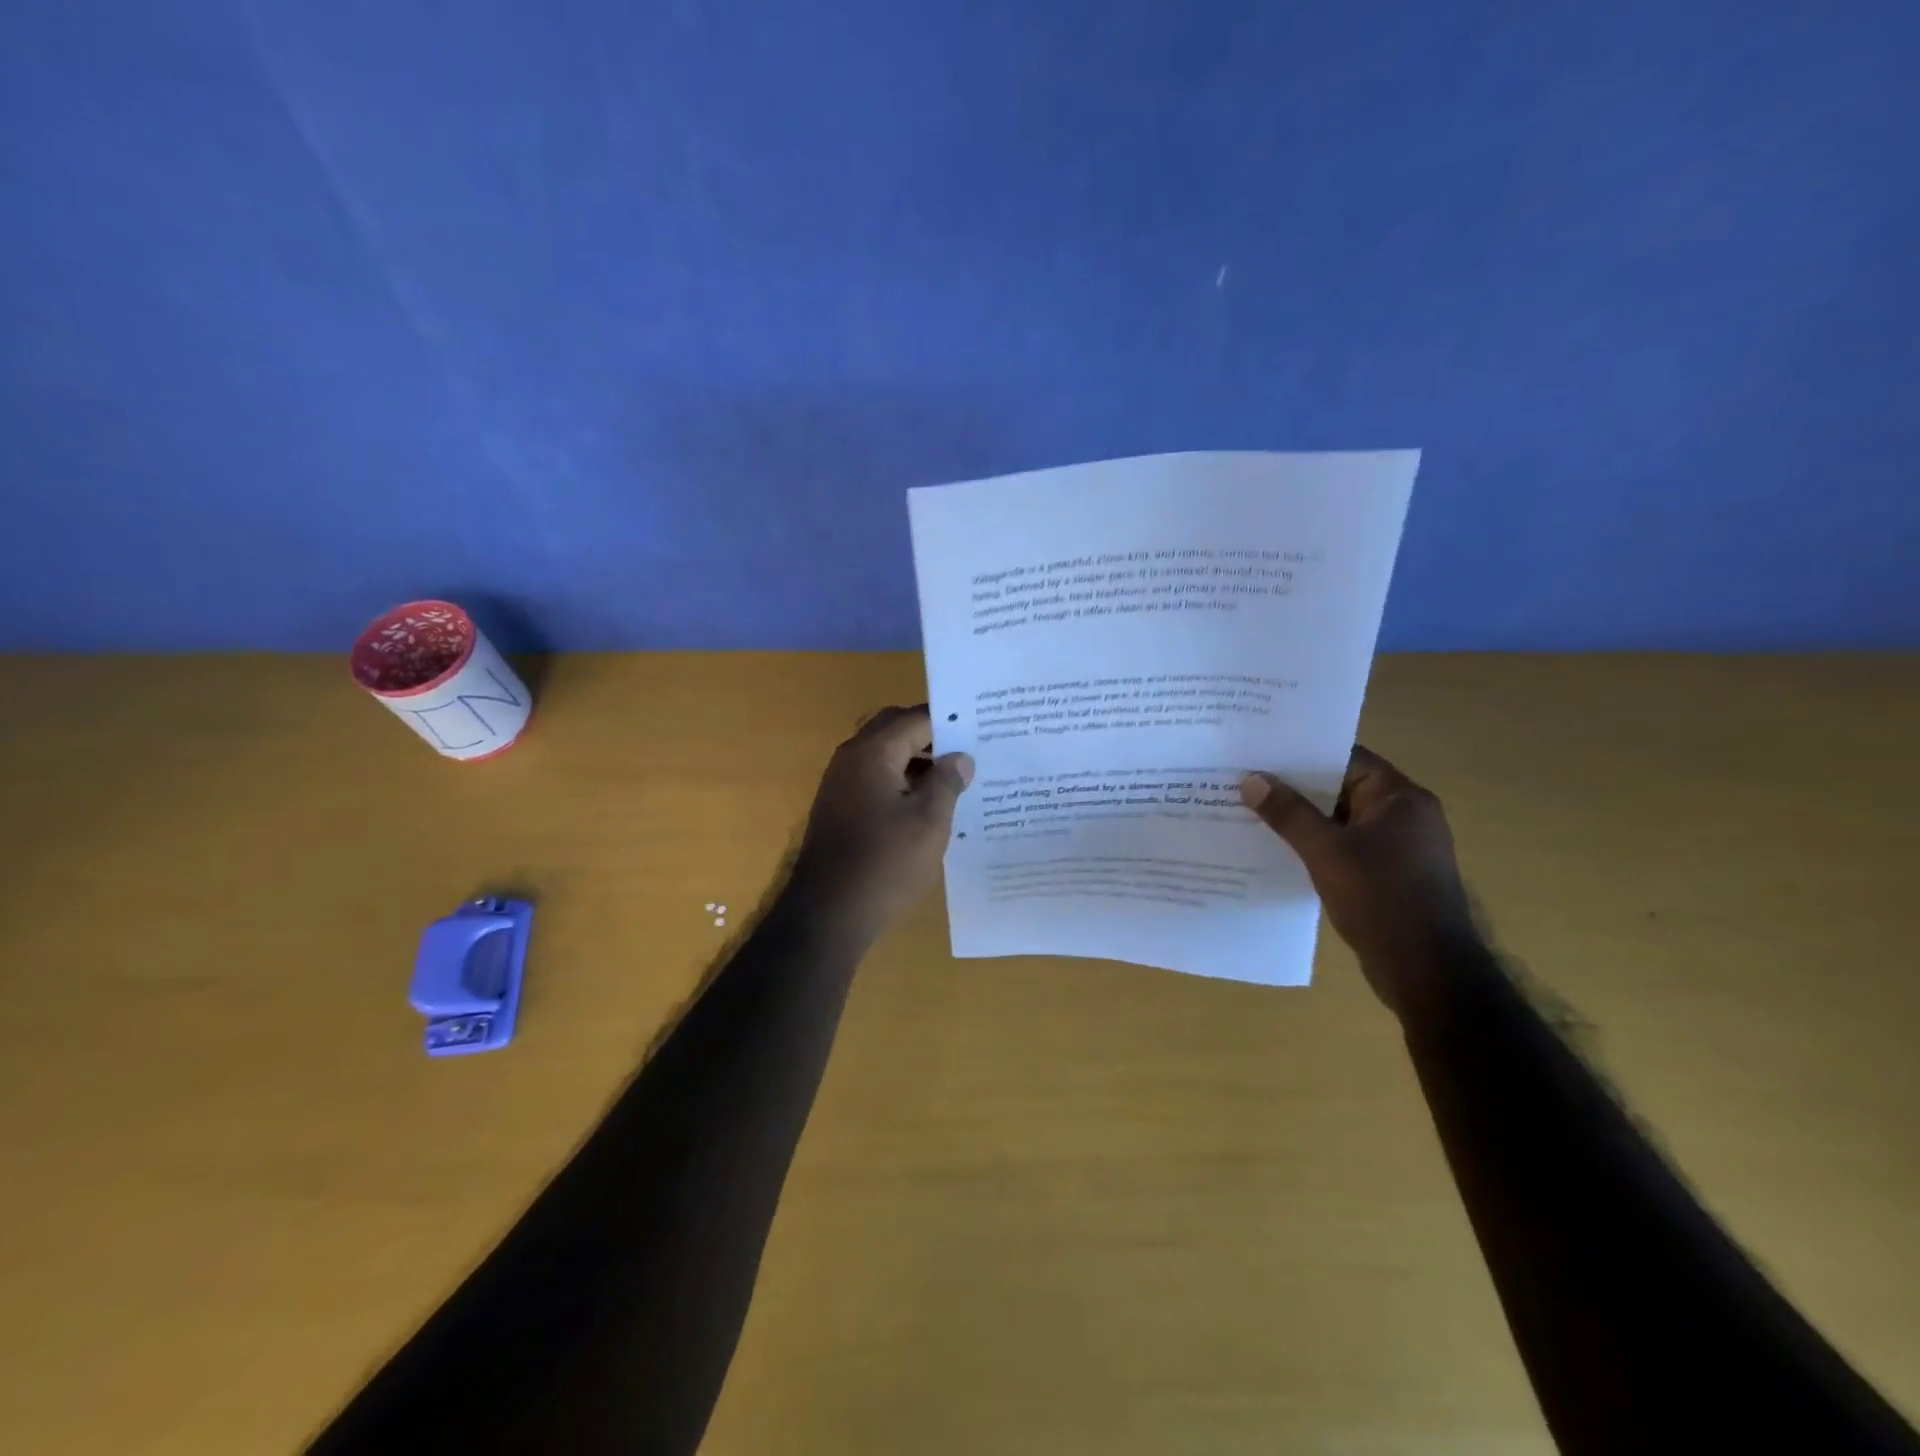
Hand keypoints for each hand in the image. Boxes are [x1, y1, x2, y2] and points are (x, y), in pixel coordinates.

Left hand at [788, 706, 972, 941]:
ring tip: (957, 779)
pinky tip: (928, 805)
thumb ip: (947, 783)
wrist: (826, 915)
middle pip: (895, 730)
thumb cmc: (884, 865)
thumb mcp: (928, 823)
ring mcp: (841, 784)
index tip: (983, 729)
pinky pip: (875, 779)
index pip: (916, 719)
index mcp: (872, 753)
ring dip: (917, 761)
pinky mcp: (840, 808)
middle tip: (970, 751)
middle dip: (932, 737)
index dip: (950, 722)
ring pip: (885, 755)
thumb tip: (960, 757)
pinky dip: (902, 782)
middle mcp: (851, 759)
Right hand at [1242, 747, 1480, 1019]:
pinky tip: (1278, 850)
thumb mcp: (1326, 851)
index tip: (1261, 753)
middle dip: (1295, 788)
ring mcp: (1398, 849)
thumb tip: (1252, 779)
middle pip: (1341, 788)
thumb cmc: (1381, 899)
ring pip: (1340, 821)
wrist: (1427, 972)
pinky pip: (1344, 848)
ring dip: (1302, 820)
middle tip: (1246, 781)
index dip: (1304, 754)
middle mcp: (1404, 816)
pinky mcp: (1388, 876)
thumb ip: (1289, 813)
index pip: (1347, 759)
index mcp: (1401, 798)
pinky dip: (1315, 846)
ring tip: (1252, 813)